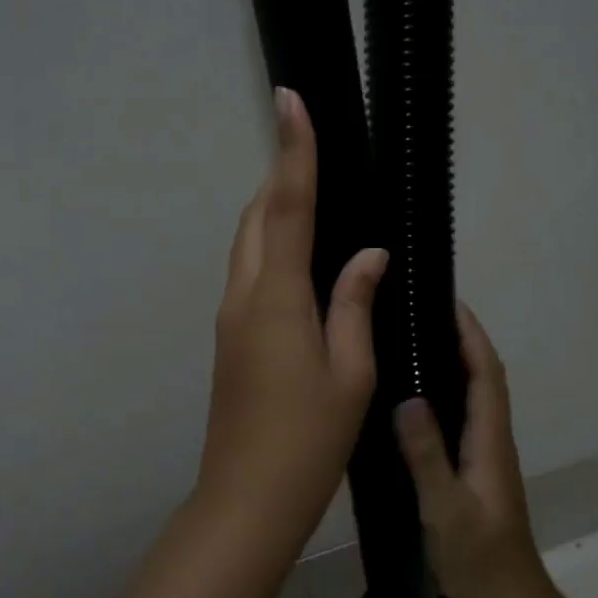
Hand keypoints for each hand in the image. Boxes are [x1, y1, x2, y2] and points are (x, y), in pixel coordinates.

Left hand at [191, 88, 387, 550]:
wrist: (246, 497)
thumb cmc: (309, 440)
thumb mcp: (351, 372)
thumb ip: (354, 303)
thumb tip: (367, 253)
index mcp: (276, 297)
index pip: (285, 206)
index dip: (293, 150)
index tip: (290, 99)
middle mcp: (243, 296)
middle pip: (256, 217)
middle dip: (280, 175)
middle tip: (311, 147)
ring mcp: (229, 318)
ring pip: (246, 244)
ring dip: (272, 211)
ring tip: (310, 193)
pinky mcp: (230, 338)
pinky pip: (248, 273)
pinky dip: (270, 247)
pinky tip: (300, 258)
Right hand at [393, 303, 559, 597]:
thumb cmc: (479, 560)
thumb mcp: (445, 508)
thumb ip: (427, 455)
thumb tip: (408, 398)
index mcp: (490, 442)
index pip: (486, 374)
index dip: (471, 335)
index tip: (448, 301)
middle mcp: (492, 441)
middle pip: (484, 377)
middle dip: (462, 339)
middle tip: (423, 312)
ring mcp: (485, 457)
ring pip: (474, 396)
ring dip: (456, 362)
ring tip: (416, 340)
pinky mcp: (474, 472)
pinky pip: (462, 417)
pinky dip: (446, 393)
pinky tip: (415, 398)